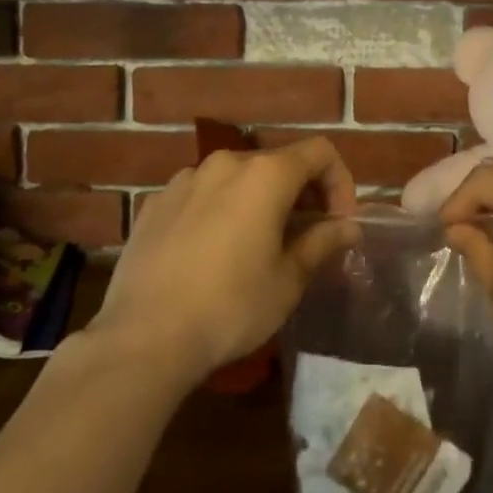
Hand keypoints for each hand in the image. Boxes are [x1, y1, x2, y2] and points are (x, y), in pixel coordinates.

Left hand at [90, 138, 359, 385]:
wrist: (143, 339)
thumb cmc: (231, 307)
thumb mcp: (288, 280)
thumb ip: (322, 242)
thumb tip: (349, 227)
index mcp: (265, 174)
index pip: (319, 153)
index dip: (340, 181)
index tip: (339, 222)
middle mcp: (225, 163)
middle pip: (277, 163)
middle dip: (300, 194)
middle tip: (305, 238)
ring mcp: (184, 180)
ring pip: (236, 179)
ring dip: (257, 201)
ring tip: (256, 245)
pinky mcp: (154, 203)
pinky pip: (200, 196)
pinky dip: (218, 211)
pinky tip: (210, 253)